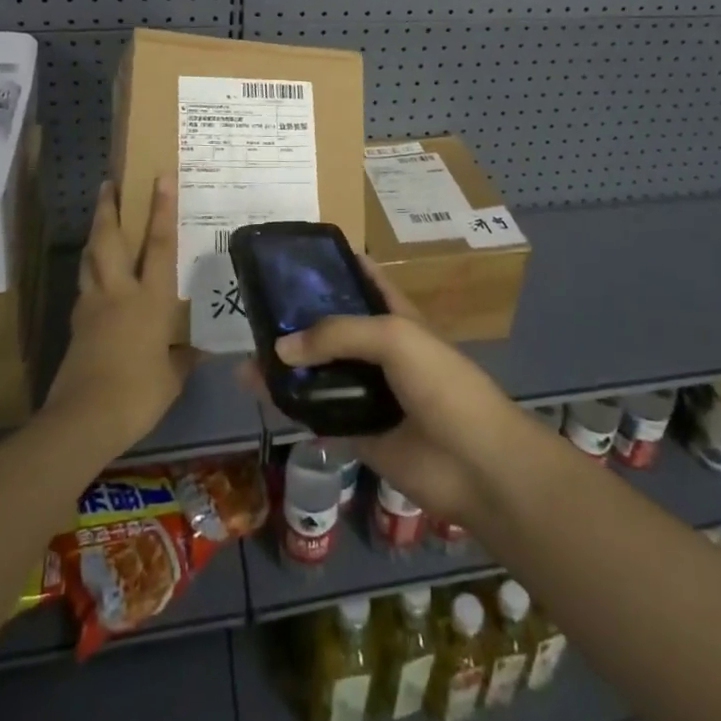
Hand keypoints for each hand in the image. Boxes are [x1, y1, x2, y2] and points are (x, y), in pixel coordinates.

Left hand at [44, 176, 199, 455]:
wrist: (83, 420)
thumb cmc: (138, 394)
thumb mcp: (172, 377)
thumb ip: (182, 358)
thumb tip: (195, 350)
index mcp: (150, 299)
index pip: (160, 244)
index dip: (162, 208)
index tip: (160, 176)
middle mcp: (119, 293)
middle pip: (109, 240)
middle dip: (108, 209)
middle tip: (108, 184)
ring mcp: (92, 307)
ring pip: (89, 259)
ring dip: (94, 236)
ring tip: (99, 222)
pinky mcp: (76, 326)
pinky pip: (84, 288)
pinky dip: (89, 274)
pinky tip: (95, 279)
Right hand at [265, 261, 527, 523]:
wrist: (474, 462)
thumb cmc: (441, 383)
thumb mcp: (393, 337)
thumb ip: (337, 334)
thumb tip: (279, 348)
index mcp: (394, 316)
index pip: (361, 279)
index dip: (333, 266)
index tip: (292, 257)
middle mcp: (378, 349)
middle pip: (331, 328)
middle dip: (297, 320)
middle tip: (254, 312)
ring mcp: (368, 391)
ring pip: (320, 373)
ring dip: (287, 367)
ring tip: (246, 362)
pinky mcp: (359, 431)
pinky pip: (318, 415)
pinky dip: (292, 407)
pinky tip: (262, 398)